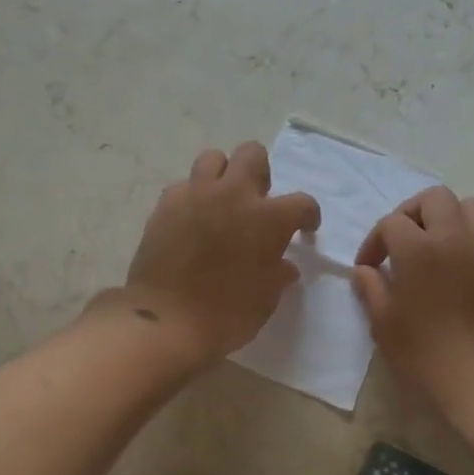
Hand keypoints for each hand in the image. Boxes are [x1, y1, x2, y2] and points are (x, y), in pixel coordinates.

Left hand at [118, 142, 321, 361]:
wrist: (167, 320)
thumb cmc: (226, 315)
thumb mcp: (266, 299)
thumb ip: (277, 274)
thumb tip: (283, 264)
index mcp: (269, 218)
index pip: (302, 203)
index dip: (308, 216)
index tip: (305, 228)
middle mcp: (234, 194)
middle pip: (252, 154)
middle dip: (260, 173)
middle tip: (256, 201)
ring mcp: (196, 195)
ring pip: (213, 158)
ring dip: (222, 175)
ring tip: (221, 201)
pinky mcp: (166, 204)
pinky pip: (183, 185)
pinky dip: (192, 197)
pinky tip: (191, 219)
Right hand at [353, 186, 473, 417]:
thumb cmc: (427, 355)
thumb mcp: (384, 325)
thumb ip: (371, 289)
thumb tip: (364, 270)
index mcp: (418, 249)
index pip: (392, 222)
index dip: (374, 241)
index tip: (368, 267)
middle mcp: (454, 238)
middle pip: (434, 199)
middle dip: (411, 213)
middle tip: (400, 242)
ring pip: (470, 206)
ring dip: (448, 216)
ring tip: (434, 244)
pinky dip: (469, 239)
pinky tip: (457, 268)